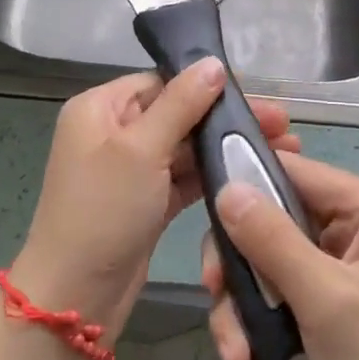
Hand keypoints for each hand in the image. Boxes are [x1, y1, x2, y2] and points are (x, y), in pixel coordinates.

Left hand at [13, 60, 298, 343]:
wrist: (75, 296)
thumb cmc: (104, 210)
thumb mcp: (141, 149)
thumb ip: (181, 104)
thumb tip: (213, 63)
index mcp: (100, 108)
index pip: (160, 82)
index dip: (206, 85)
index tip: (254, 94)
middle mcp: (113, 132)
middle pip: (177, 113)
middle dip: (225, 118)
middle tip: (283, 124)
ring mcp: (129, 170)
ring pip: (184, 148)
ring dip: (225, 147)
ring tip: (282, 149)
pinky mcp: (146, 202)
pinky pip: (183, 179)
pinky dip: (213, 176)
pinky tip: (252, 173)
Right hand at [202, 153, 358, 359]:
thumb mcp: (326, 301)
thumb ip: (272, 240)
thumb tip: (227, 189)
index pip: (295, 172)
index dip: (246, 190)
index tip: (208, 229)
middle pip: (277, 222)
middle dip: (243, 273)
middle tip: (218, 306)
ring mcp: (354, 264)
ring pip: (275, 264)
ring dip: (249, 312)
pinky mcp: (342, 299)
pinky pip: (289, 294)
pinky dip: (267, 329)